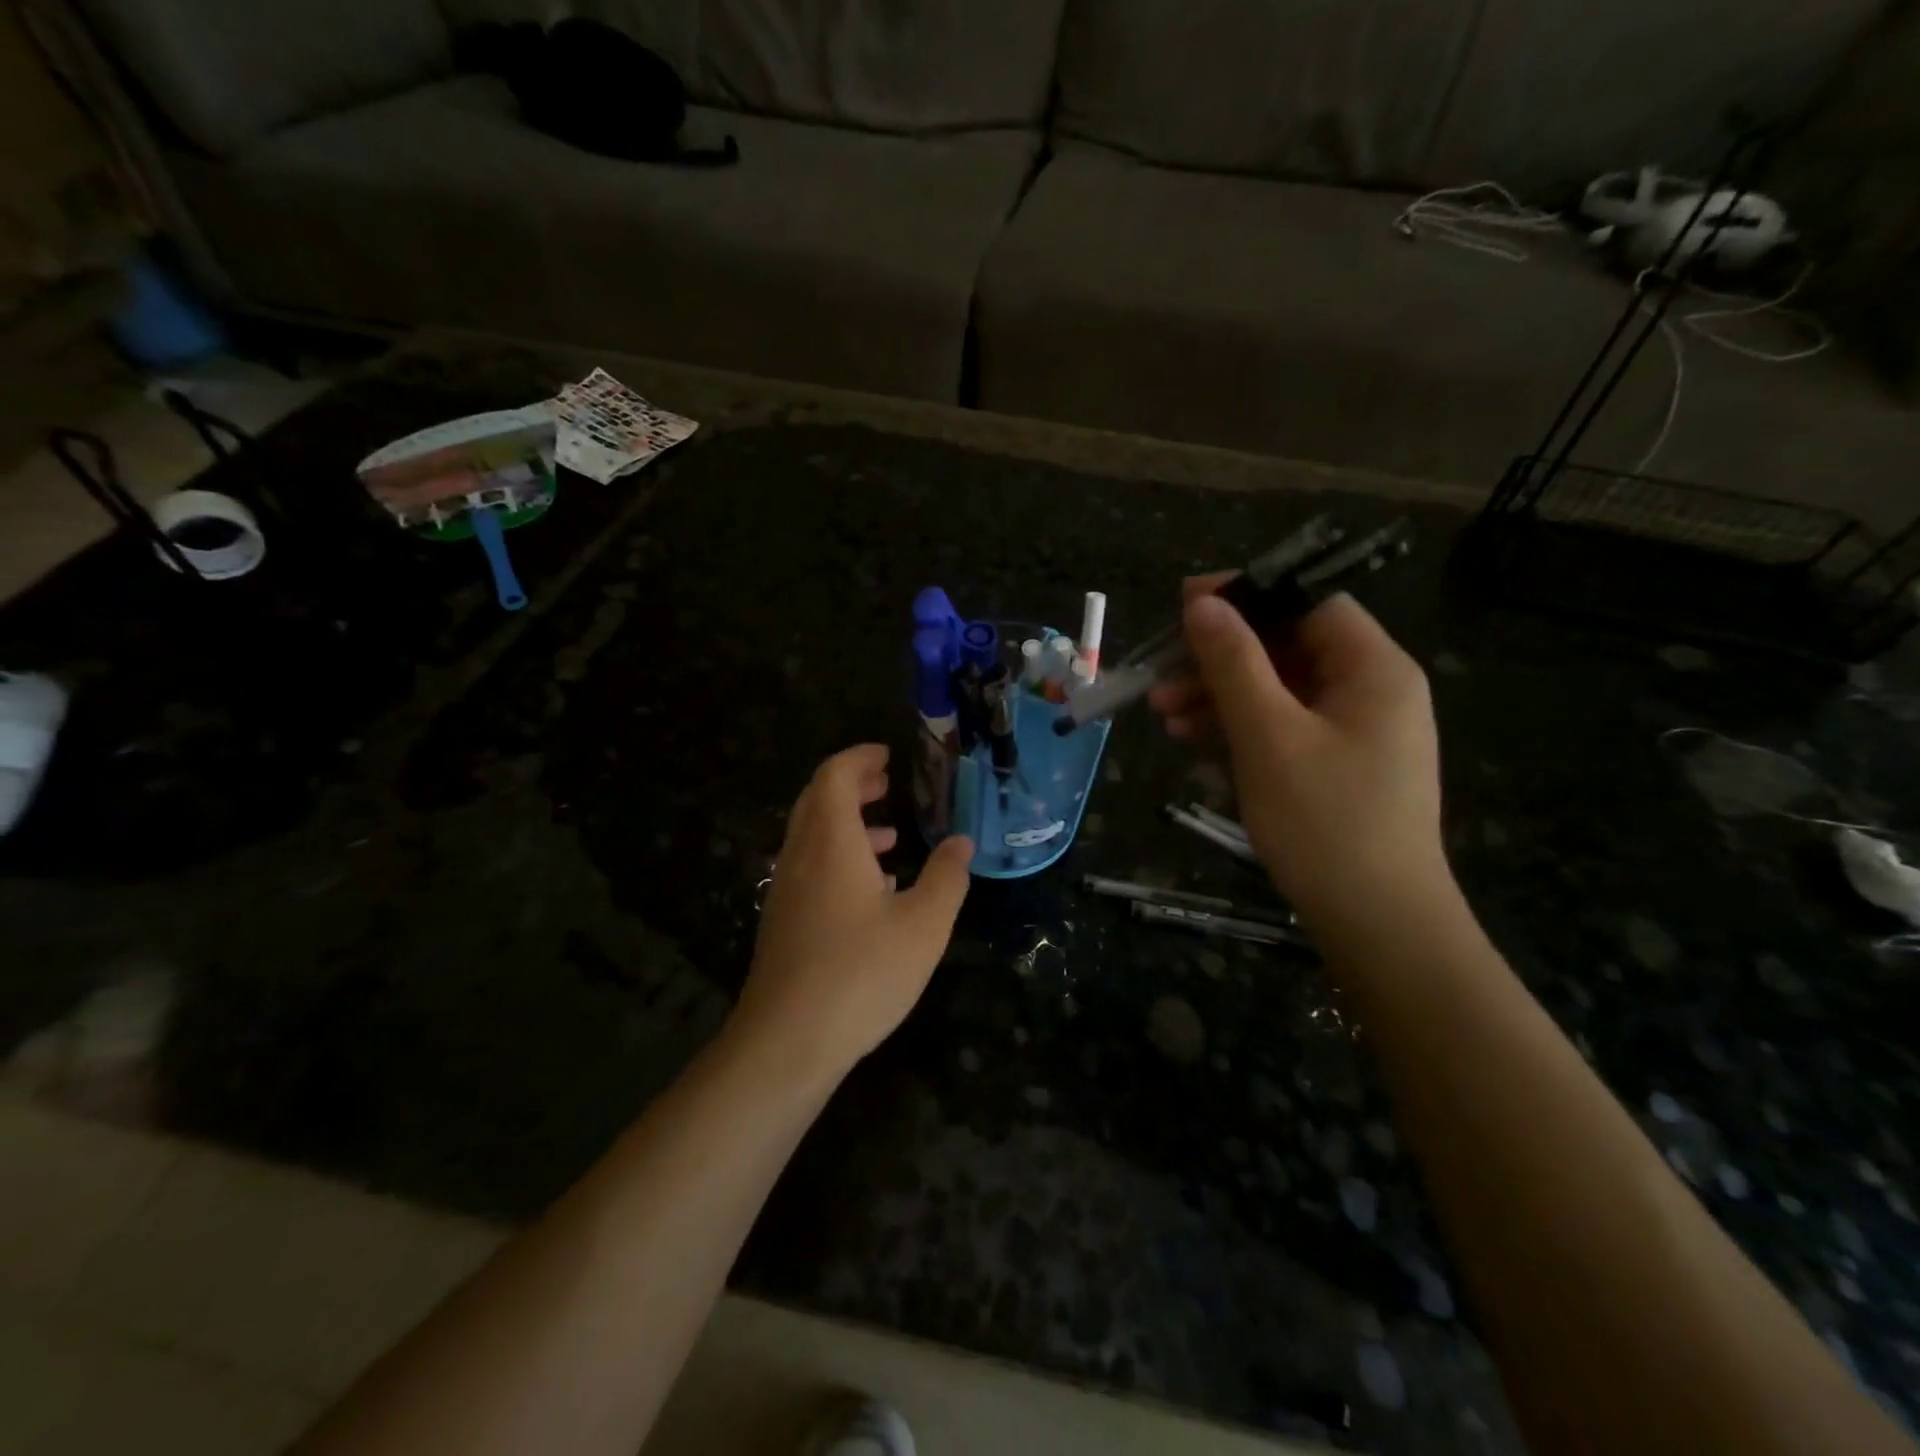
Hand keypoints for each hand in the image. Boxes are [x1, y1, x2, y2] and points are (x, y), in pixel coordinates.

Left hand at [729, 744, 972, 1084]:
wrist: (786, 1042)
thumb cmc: (861, 974)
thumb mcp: (923, 926)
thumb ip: (946, 878)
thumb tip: (961, 843)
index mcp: (831, 843)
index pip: (834, 776)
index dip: (859, 758)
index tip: (888, 755)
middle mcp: (801, 857)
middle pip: (817, 799)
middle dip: (852, 784)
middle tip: (887, 782)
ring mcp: (786, 890)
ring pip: (811, 835)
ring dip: (846, 822)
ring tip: (888, 834)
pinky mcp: (782, 921)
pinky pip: (808, 867)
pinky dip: (837, 856)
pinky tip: (870, 889)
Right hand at [1148, 582, 1446, 929]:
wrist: (1376, 924)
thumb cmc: (1324, 821)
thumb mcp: (1268, 735)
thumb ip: (1234, 663)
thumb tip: (1203, 602)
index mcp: (1373, 669)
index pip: (1309, 602)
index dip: (1246, 597)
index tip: (1184, 607)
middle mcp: (1371, 691)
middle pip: (1287, 649)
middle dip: (1219, 661)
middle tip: (1160, 680)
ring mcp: (1355, 733)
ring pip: (1278, 692)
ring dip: (1219, 699)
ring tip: (1164, 719)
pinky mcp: (1337, 768)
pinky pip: (1283, 730)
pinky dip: (1240, 732)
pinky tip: (1195, 747)